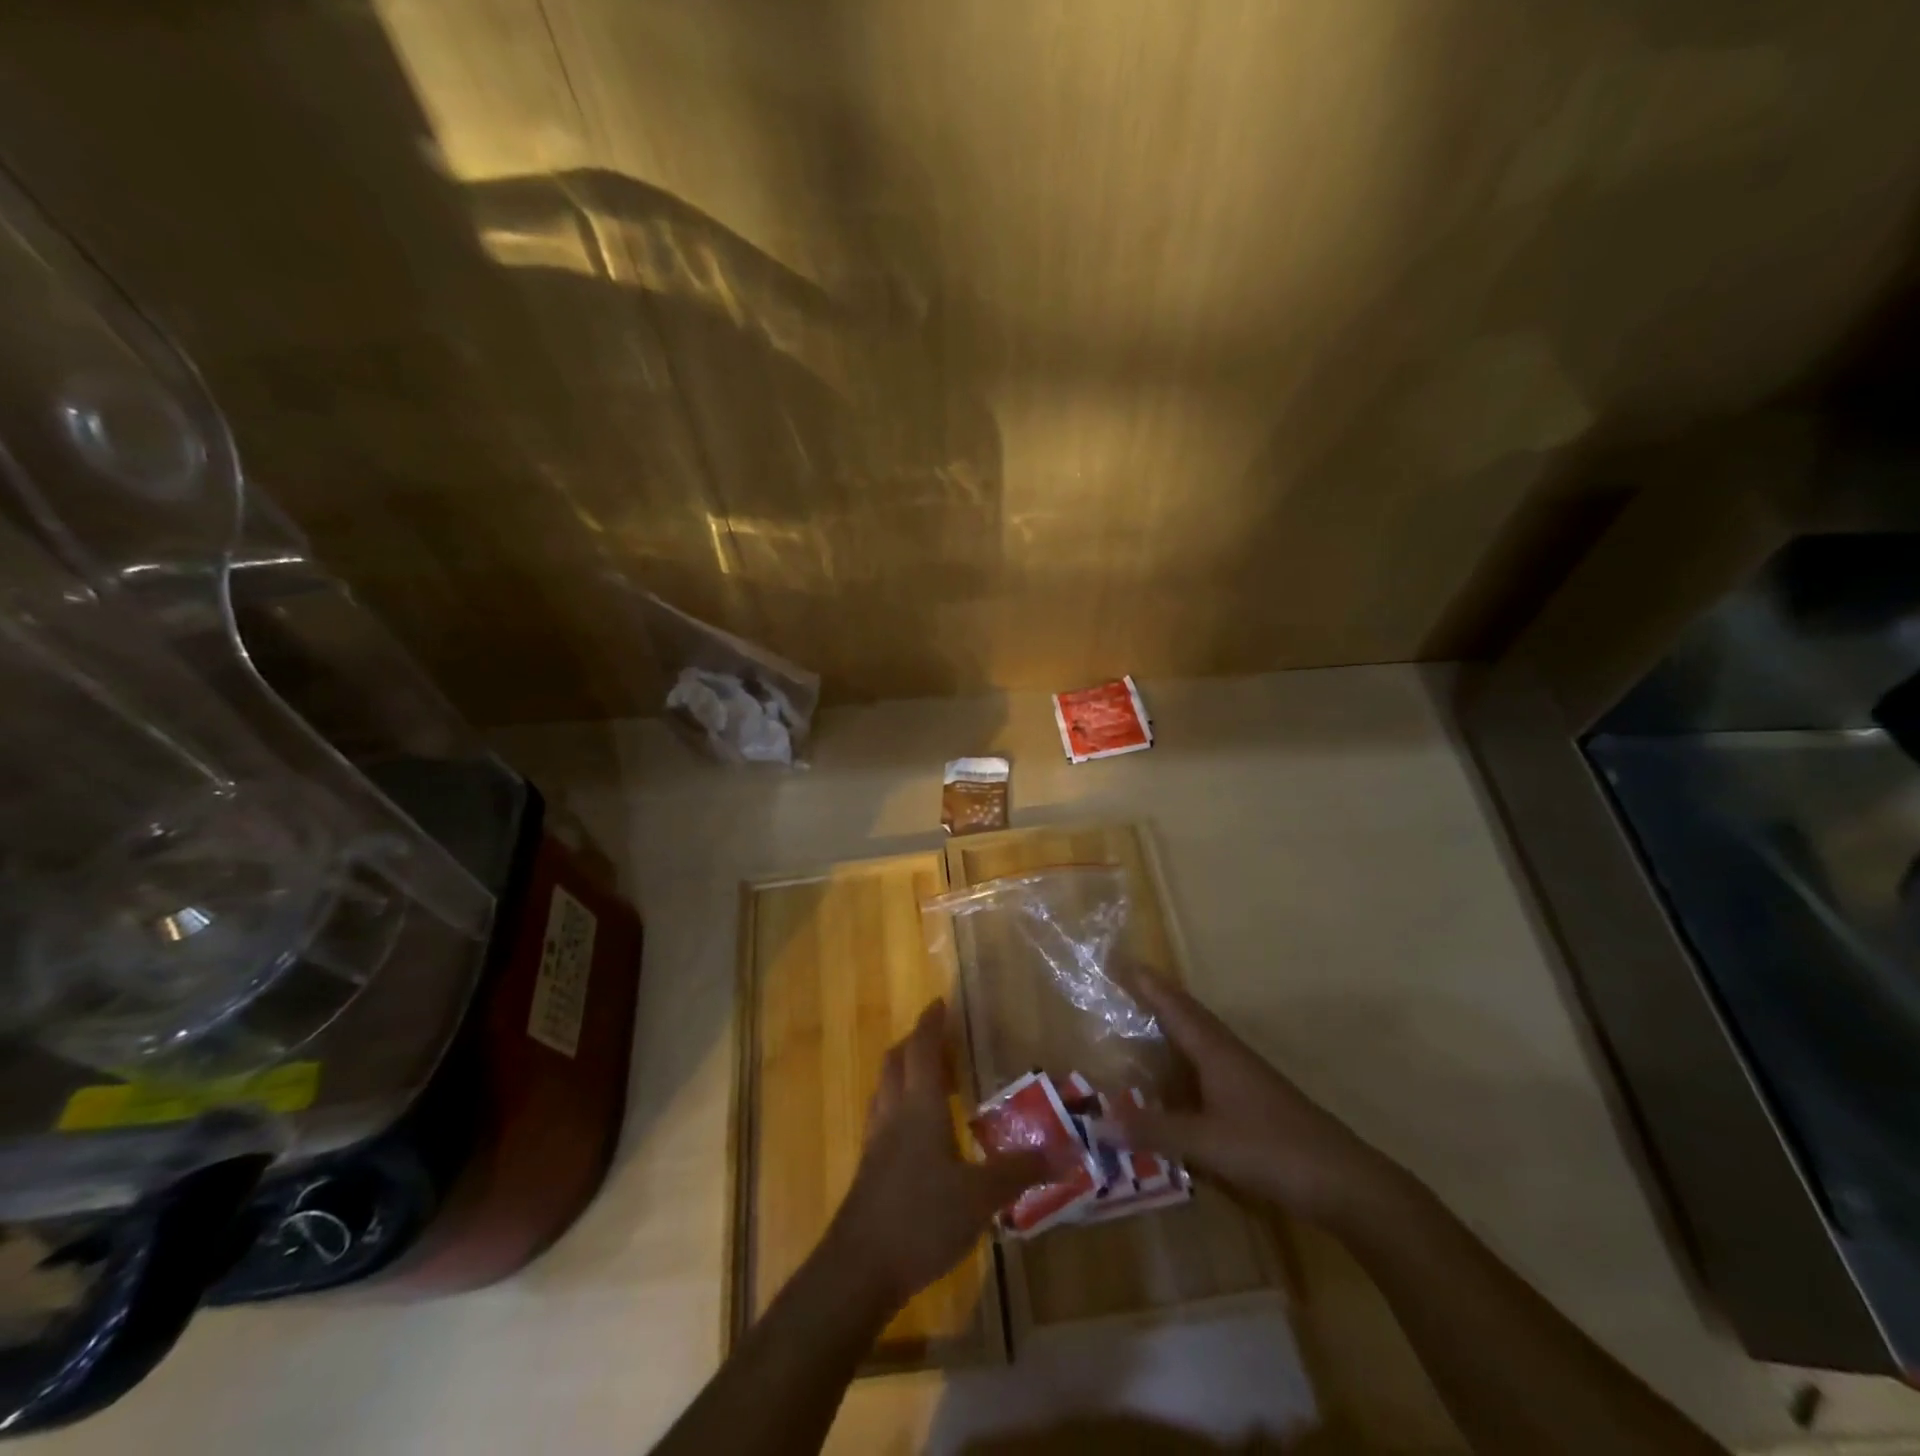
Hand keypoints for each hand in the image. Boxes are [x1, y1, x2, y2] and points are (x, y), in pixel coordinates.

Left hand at [826, 1001, 1050, 1309]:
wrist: (858, 1269)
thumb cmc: (921, 1218)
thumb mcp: (981, 1196)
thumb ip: (1020, 1172)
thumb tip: (1066, 1153)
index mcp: (919, 1106)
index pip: (921, 1049)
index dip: (930, 1024)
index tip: (940, 1003)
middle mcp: (893, 1114)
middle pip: (896, 1062)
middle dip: (914, 1042)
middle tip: (938, 1036)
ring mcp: (876, 1143)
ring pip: (885, 1089)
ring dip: (903, 1071)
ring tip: (928, 1076)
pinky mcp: (869, 1170)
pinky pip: (883, 1117)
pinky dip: (898, 1105)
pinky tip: (916, 1131)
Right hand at [1118, 973, 1396, 1227]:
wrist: (1344, 1181)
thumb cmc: (1271, 1149)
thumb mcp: (1206, 1142)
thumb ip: (1153, 1131)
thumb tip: (1097, 1121)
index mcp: (1214, 1049)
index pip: (1172, 1004)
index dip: (1144, 981)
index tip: (1116, 957)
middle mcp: (1226, 1053)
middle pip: (1183, 1014)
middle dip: (1152, 996)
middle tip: (1118, 983)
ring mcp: (1242, 1076)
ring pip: (1196, 1040)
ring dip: (1167, 1027)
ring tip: (1135, 1024)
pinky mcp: (1251, 1100)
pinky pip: (1204, 1068)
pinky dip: (1180, 1064)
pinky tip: (1171, 1083)